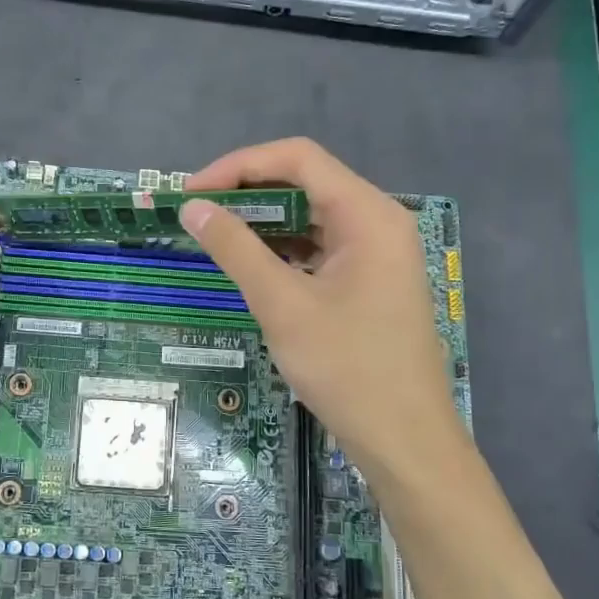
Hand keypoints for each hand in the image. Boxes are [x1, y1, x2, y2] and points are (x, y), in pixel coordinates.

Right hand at [180, 138, 460, 479]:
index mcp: (367, 215)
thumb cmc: (347, 368)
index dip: (239, 165)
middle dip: (248, 192)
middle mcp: (378, 222)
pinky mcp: (370, 281)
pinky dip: (284, 250)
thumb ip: (236, 249)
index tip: (193, 192)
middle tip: (198, 214)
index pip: (298, 159)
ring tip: (216, 237)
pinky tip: (252, 266)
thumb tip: (193, 208)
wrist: (404, 439)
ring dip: (264, 222)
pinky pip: (320, 248)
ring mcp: (377, 253)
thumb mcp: (283, 305)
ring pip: (312, 217)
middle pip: (306, 183)